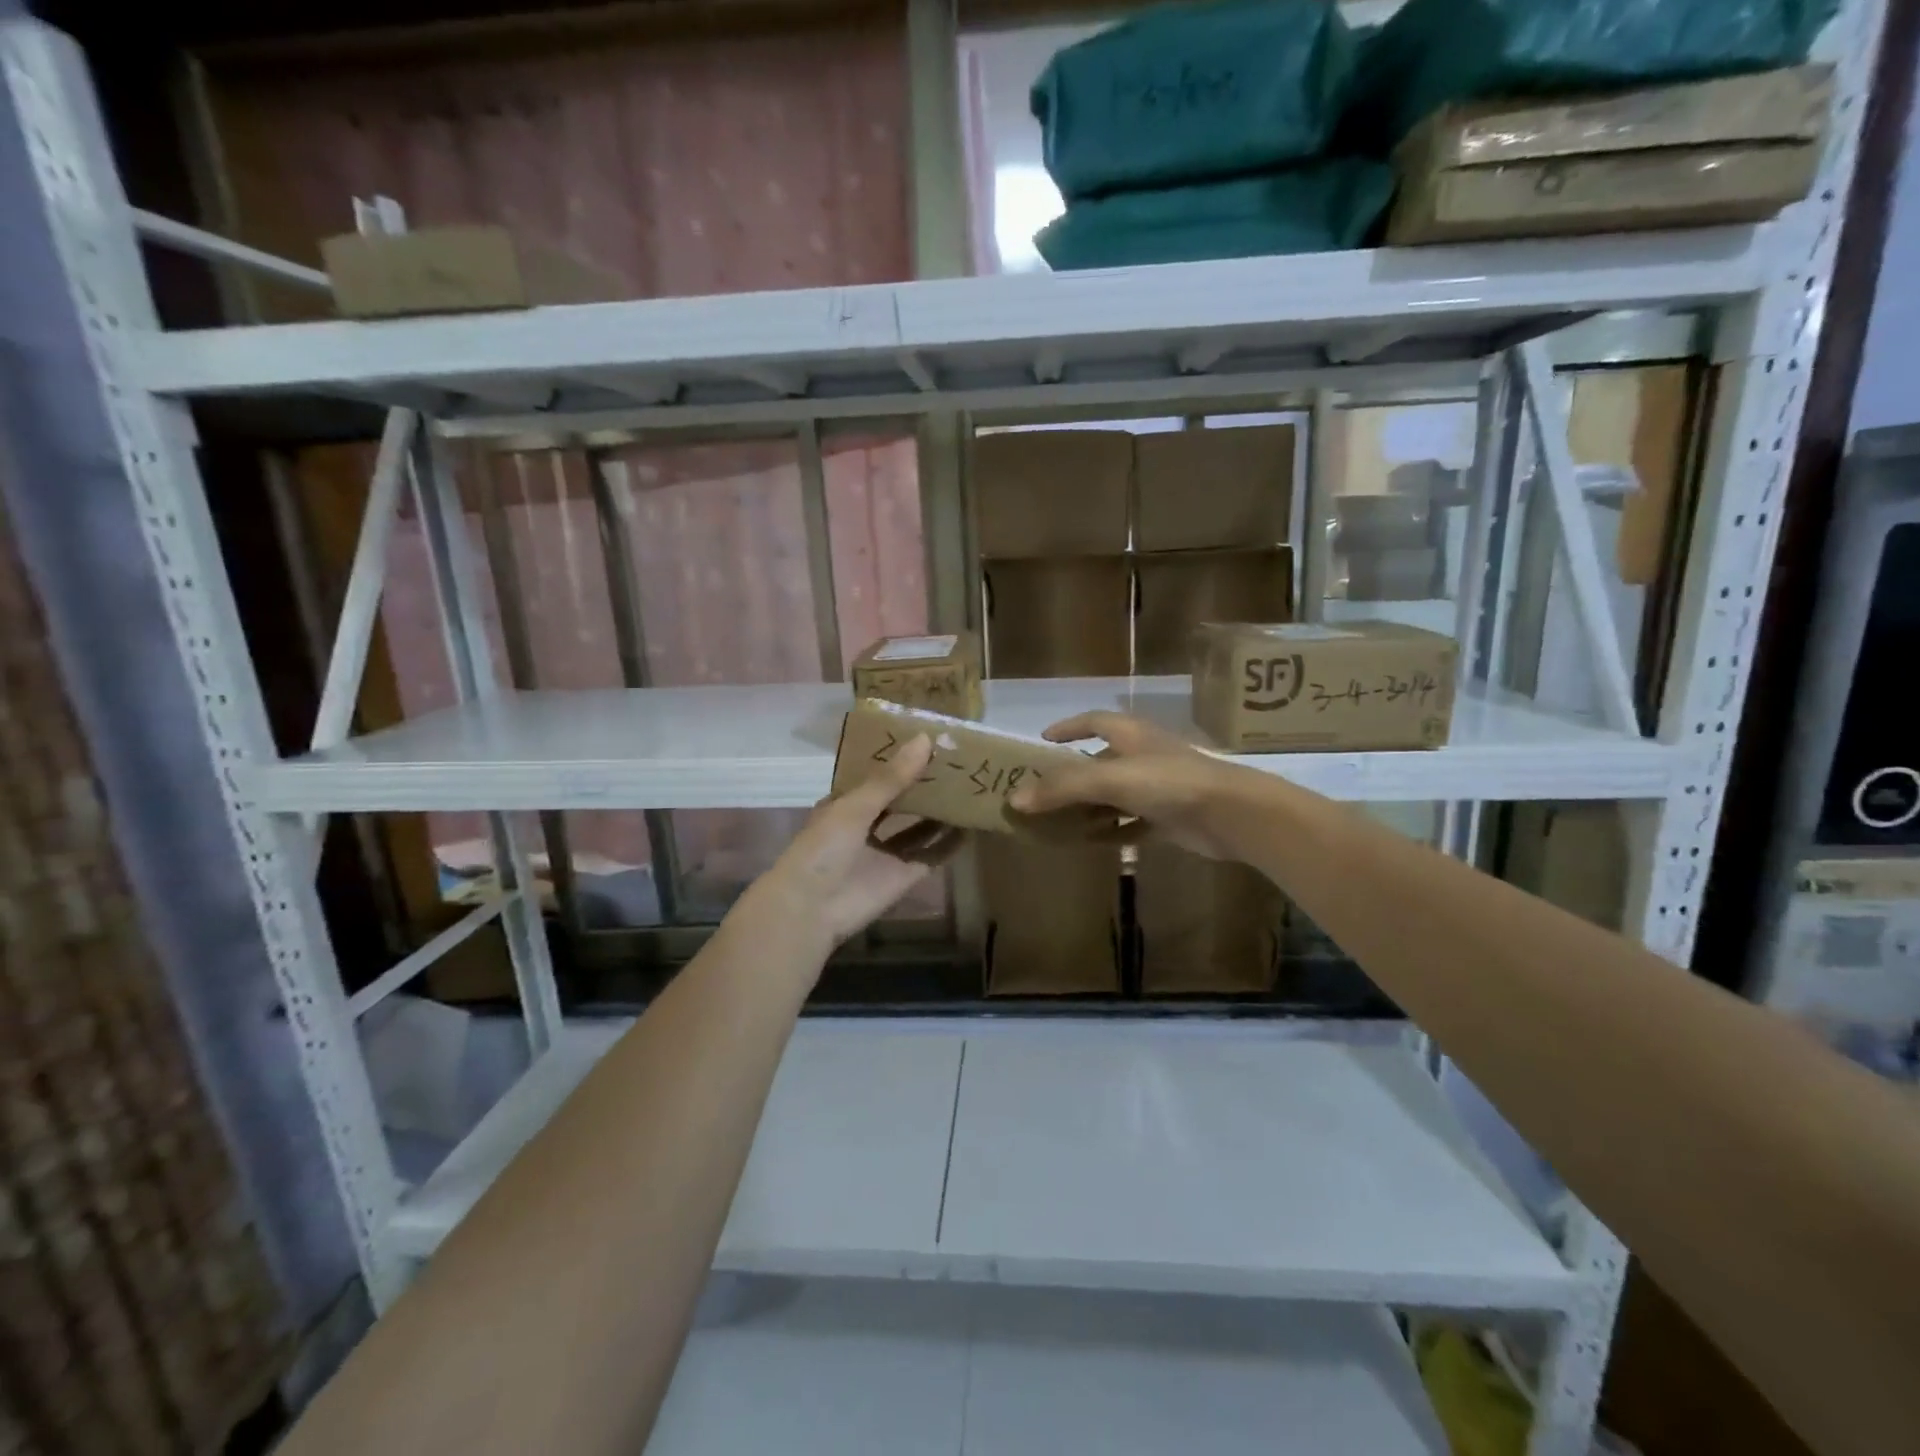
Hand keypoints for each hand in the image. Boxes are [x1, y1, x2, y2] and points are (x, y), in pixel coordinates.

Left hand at [742, 734, 961, 954]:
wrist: (812, 908)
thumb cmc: (824, 847)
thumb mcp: (855, 806)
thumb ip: (891, 777)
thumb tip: (925, 739)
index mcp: (847, 804)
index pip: (877, 776)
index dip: (900, 760)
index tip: (930, 740)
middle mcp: (867, 826)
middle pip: (901, 801)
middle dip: (925, 785)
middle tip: (958, 761)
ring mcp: (886, 853)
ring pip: (919, 827)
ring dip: (940, 812)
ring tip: (970, 788)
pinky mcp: (903, 876)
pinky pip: (932, 856)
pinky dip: (949, 845)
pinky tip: (972, 827)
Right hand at [1008, 712, 1249, 859]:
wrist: (1231, 813)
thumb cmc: (1169, 782)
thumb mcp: (1110, 779)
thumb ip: (1063, 788)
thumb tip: (1015, 799)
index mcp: (1131, 735)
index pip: (1094, 721)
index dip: (1069, 727)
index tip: (1044, 739)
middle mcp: (1144, 756)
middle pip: (1101, 760)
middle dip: (1074, 774)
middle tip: (1044, 790)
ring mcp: (1159, 787)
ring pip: (1116, 794)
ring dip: (1092, 806)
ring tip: (1061, 821)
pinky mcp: (1170, 817)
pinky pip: (1134, 823)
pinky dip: (1115, 831)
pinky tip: (1096, 843)